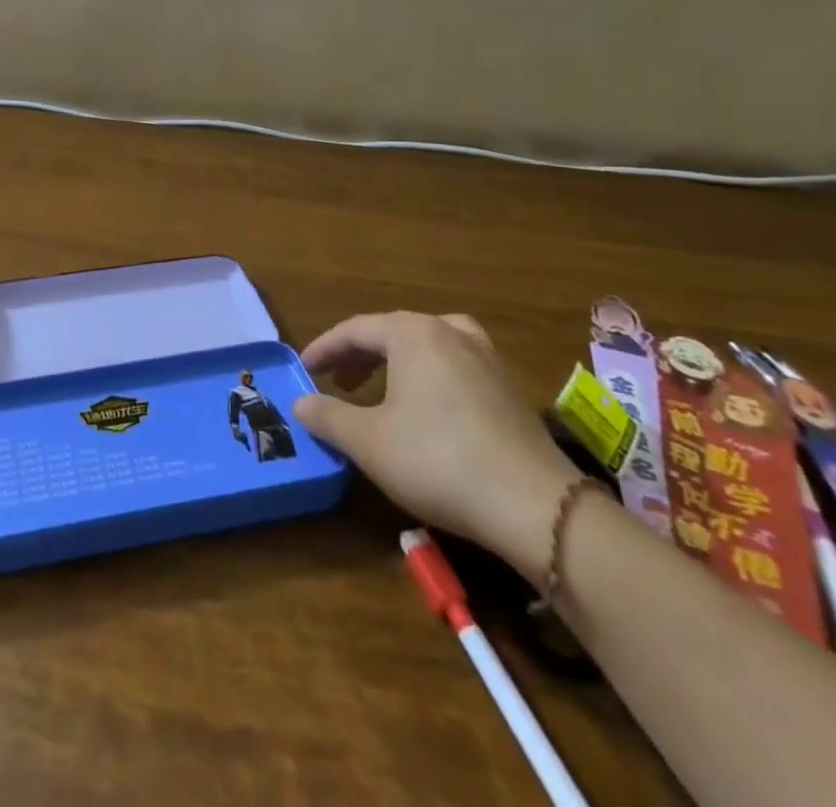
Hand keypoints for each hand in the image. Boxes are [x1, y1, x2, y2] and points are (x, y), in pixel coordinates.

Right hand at [292, 312, 579, 582]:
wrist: (535, 506)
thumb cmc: (438, 460)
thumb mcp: (368, 441)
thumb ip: (328, 416)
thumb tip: (300, 403)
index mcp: (413, 334)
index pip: (355, 329)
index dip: (325, 348)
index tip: (304, 369)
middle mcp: (451, 332)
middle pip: (392, 331)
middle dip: (359, 355)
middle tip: (337, 382)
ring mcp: (488, 357)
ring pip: (429, 344)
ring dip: (397, 361)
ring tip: (382, 386)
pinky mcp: (511, 388)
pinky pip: (457, 364)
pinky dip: (431, 374)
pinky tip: (430, 406)